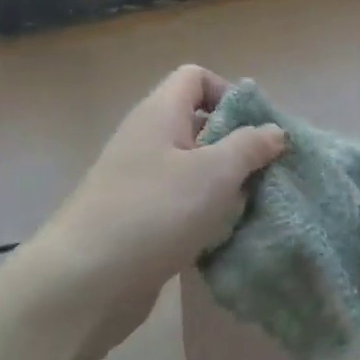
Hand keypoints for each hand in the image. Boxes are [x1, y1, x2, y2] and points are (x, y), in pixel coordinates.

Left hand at [33, 65, 285, 359]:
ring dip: (224, 187)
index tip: (255, 130)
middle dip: (236, 147)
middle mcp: (147, 140)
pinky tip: (223, 238)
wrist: (85, 282)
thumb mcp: (214, 173)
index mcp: (159, 114)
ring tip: (249, 209)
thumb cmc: (155, 212)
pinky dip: (204, 216)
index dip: (228, 94)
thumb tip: (274, 131)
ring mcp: (140, 182)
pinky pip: (181, 205)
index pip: (195, 78)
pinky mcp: (139, 220)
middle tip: (263, 174)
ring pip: (194, 170)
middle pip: (199, 125)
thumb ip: (249, 147)